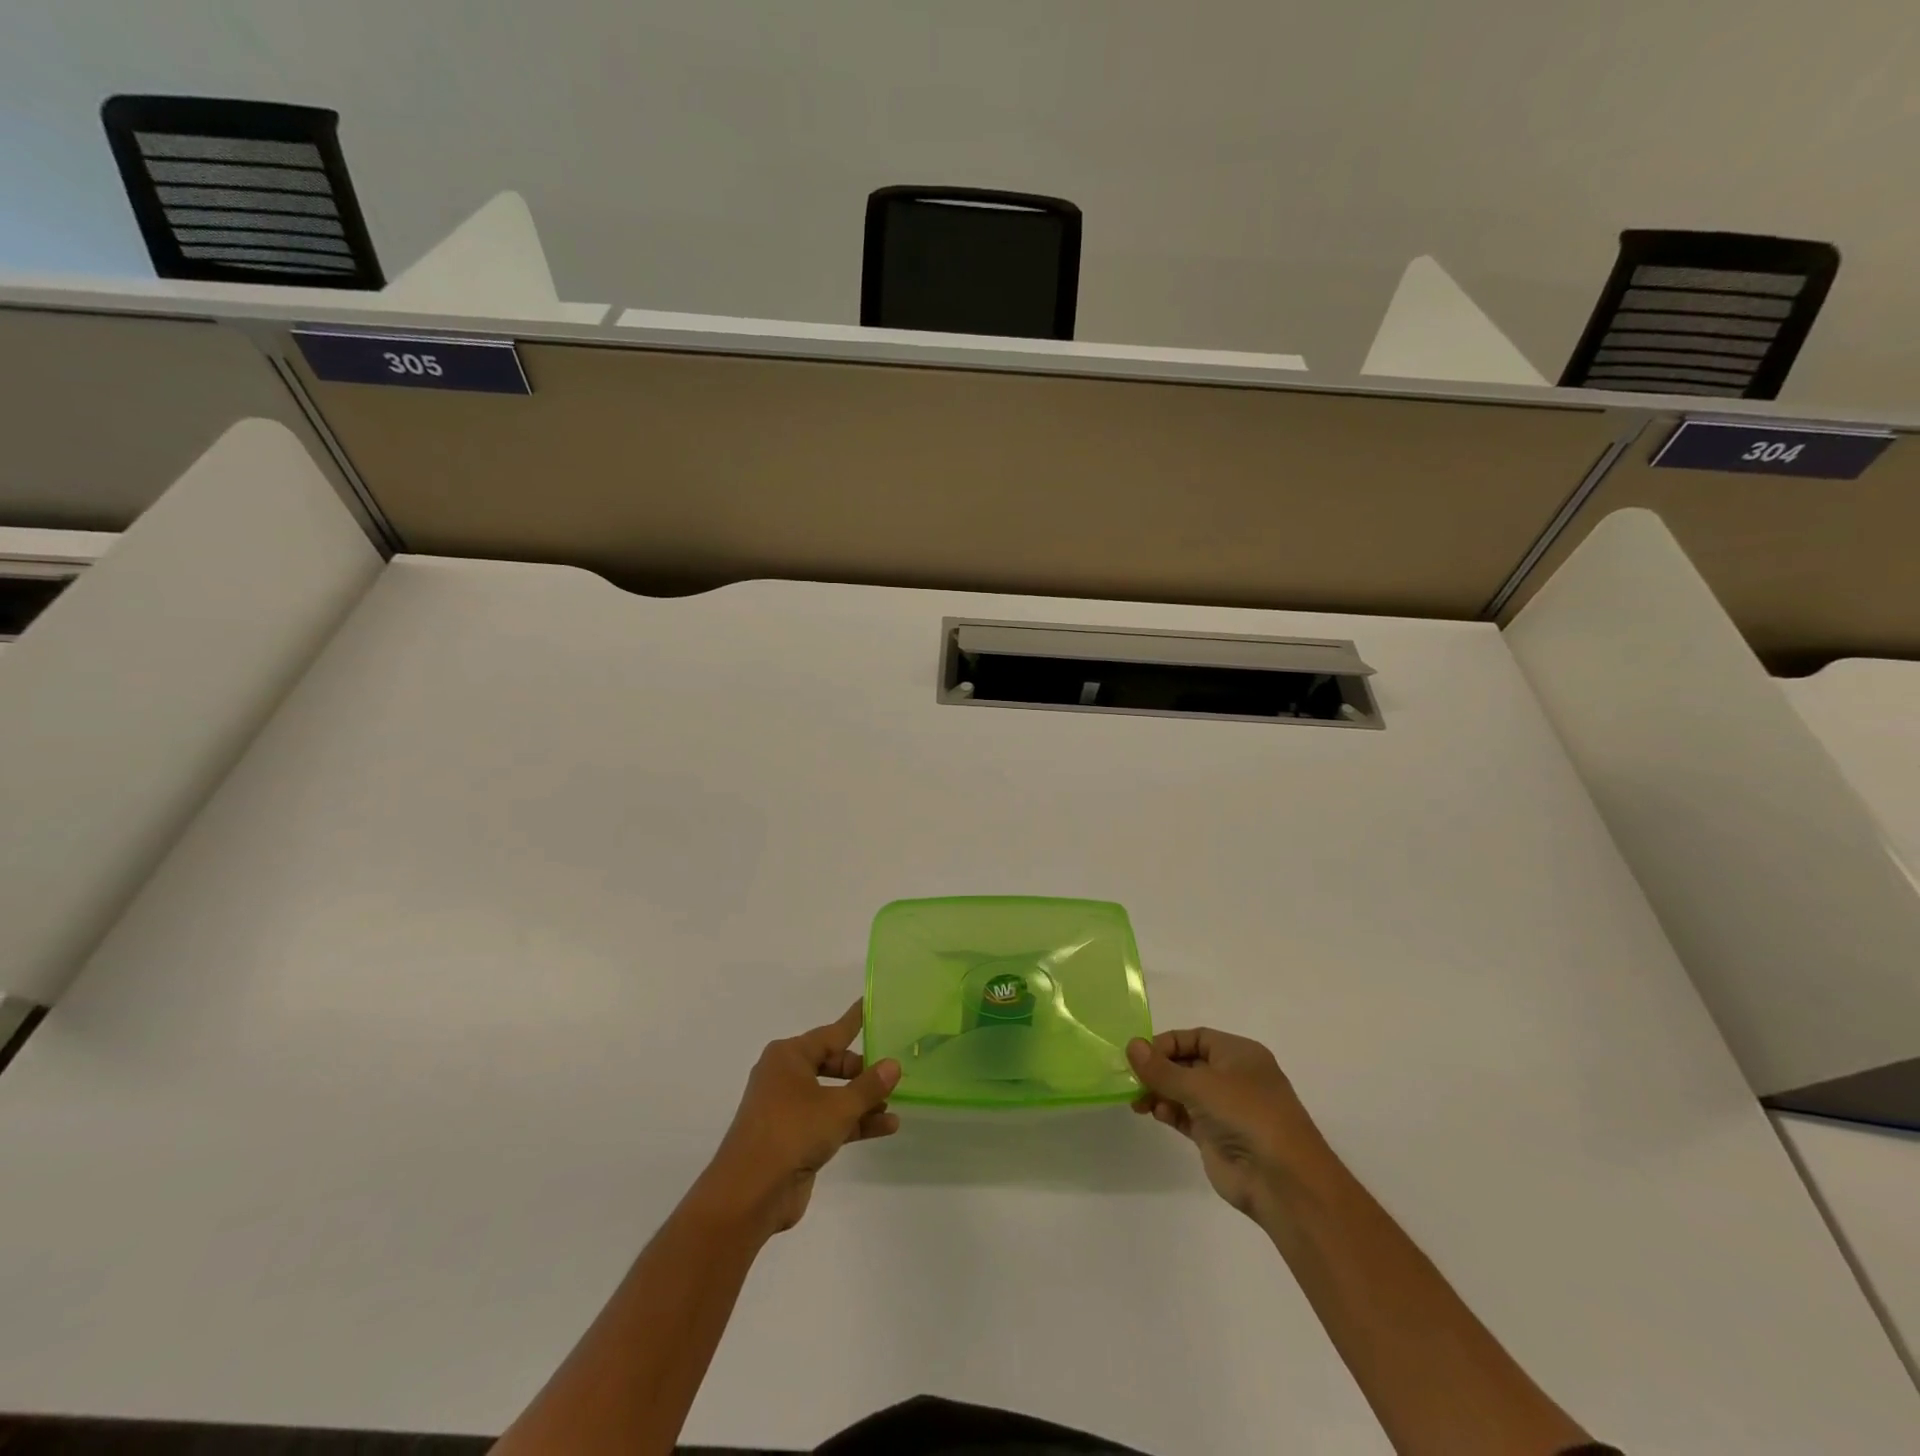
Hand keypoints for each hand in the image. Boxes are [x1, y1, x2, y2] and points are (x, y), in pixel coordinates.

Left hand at [694, 1001, 899, 1238]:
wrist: (749, 1194)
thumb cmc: (792, 1132)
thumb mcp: (838, 1107)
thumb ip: (869, 1086)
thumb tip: (893, 1064)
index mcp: (789, 1056)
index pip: (831, 1033)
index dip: (854, 1021)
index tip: (870, 1005)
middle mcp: (786, 1076)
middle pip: (833, 1064)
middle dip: (862, 1071)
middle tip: (892, 1073)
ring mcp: (788, 1108)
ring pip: (833, 1095)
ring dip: (862, 1100)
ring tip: (895, 1102)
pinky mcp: (793, 1138)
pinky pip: (829, 1120)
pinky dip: (854, 1122)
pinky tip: (886, 1127)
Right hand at [1128, 1027, 1329, 1221]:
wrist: (1281, 1181)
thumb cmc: (1246, 1115)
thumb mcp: (1201, 1085)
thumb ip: (1162, 1068)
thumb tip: (1131, 1046)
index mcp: (1239, 1054)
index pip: (1195, 1038)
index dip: (1166, 1043)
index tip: (1139, 1055)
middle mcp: (1233, 1077)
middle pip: (1187, 1063)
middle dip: (1159, 1069)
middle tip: (1131, 1078)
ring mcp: (1225, 1108)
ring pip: (1183, 1090)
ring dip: (1159, 1091)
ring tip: (1137, 1100)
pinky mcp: (1216, 1136)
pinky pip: (1185, 1115)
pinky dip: (1167, 1111)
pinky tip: (1152, 1112)